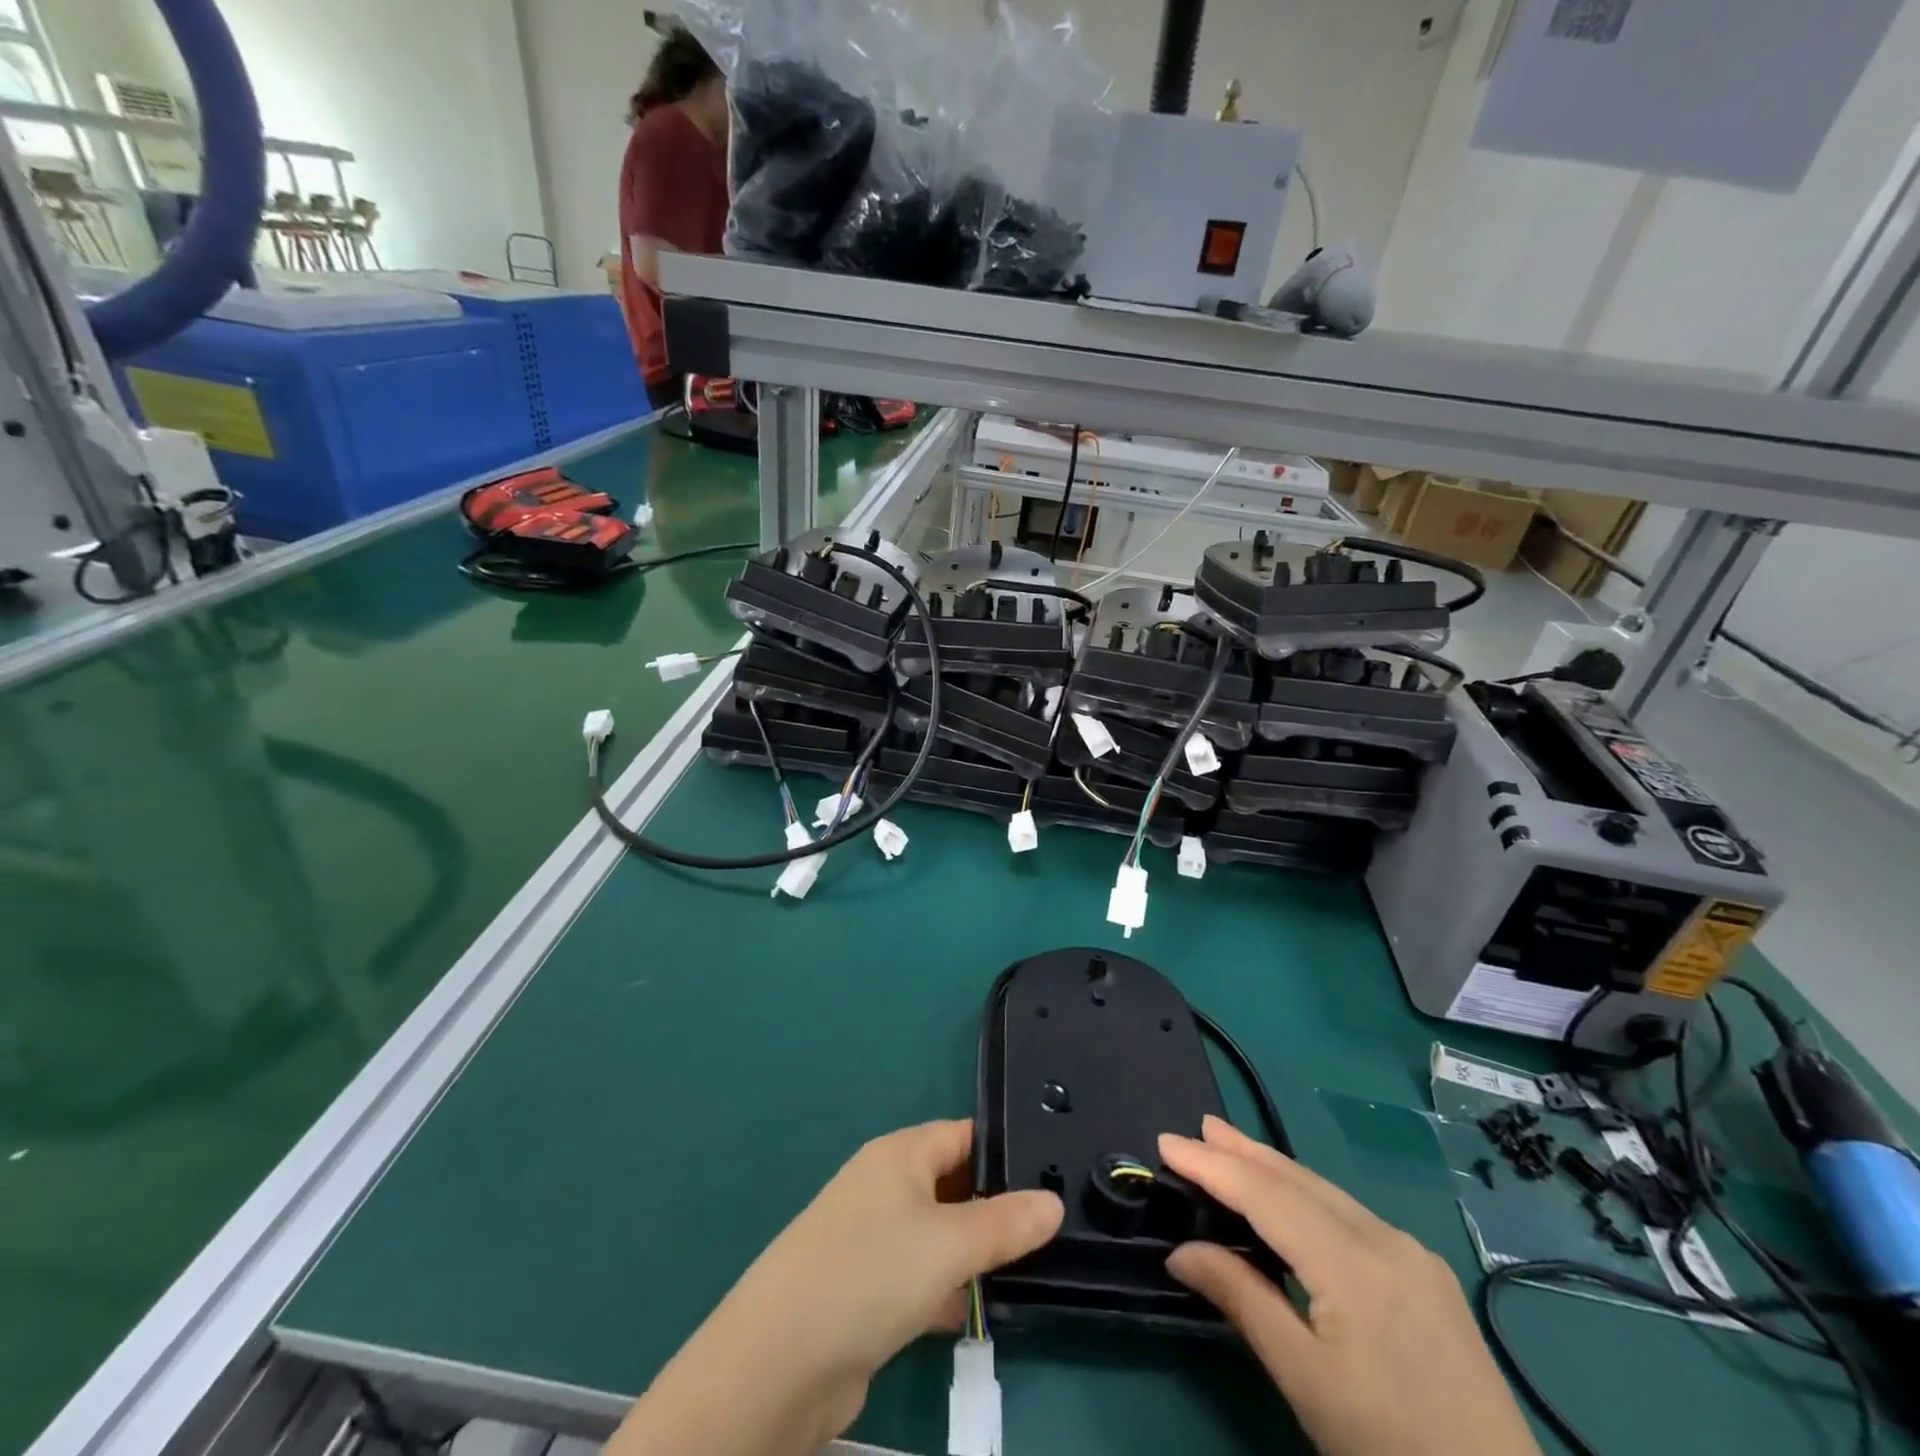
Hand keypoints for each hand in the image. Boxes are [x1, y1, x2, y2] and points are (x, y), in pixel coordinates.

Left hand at [611, 1119, 1062, 1455]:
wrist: (779, 1362)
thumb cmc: (870, 1273)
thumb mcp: (949, 1243)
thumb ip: (1005, 1223)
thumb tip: (1053, 1200)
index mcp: (899, 1154)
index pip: (963, 1135)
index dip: (1005, 1151)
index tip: (1054, 1173)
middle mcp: (885, 1187)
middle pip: (952, 1184)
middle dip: (996, 1207)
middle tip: (1052, 1231)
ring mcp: (872, 1240)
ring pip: (938, 1235)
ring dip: (973, 1254)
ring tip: (1028, 1274)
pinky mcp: (866, 1292)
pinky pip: (919, 1278)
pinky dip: (946, 1292)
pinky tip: (976, 1316)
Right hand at [1161, 1116, 1539, 1455]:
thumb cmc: (1389, 1451)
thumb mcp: (1305, 1381)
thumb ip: (1242, 1300)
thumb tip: (1181, 1251)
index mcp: (1352, 1263)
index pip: (1265, 1195)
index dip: (1212, 1165)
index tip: (1166, 1143)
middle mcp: (1384, 1239)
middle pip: (1298, 1180)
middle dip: (1244, 1151)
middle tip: (1198, 1126)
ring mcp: (1413, 1255)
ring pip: (1326, 1192)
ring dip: (1274, 1169)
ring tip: (1232, 1146)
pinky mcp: (1428, 1276)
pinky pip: (1351, 1215)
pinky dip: (1307, 1196)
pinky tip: (1292, 1200)